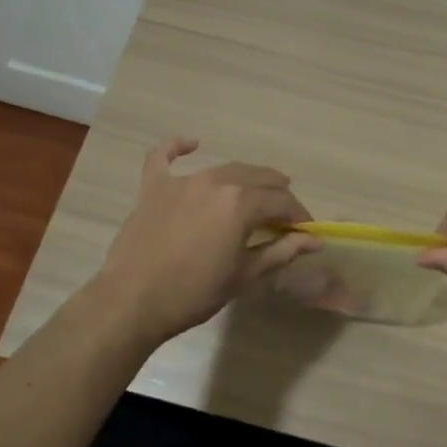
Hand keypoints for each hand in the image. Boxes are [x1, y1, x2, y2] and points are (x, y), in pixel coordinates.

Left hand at [94, 139, 319, 346]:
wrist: (132, 302)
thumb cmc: (194, 293)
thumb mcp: (244, 275)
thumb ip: (281, 251)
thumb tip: (314, 240)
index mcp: (241, 203)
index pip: (282, 201)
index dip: (298, 215)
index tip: (305, 232)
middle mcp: (216, 181)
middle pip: (258, 178)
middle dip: (277, 194)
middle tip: (284, 214)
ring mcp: (182, 181)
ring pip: (224, 169)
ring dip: (245, 179)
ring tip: (256, 191)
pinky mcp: (153, 187)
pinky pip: (165, 157)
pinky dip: (178, 148)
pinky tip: (192, 144)